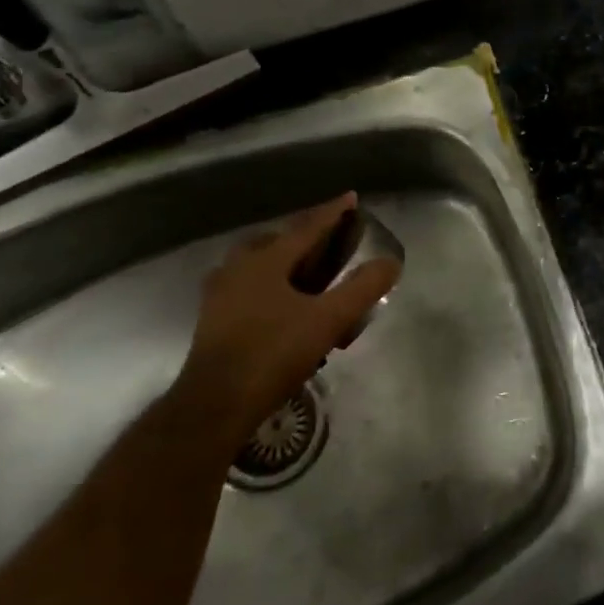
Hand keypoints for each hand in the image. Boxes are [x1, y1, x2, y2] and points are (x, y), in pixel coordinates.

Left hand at [175, 193, 401, 444]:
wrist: (214, 407)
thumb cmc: (273, 354)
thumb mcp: (328, 320)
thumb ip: (362, 288)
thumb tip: (390, 262)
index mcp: (266, 259)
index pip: (307, 226)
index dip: (332, 212)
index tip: (351, 197)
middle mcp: (239, 267)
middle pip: (277, 240)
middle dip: (304, 235)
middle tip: (329, 239)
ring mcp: (220, 293)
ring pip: (258, 263)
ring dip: (284, 260)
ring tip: (307, 271)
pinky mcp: (213, 319)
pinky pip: (248, 286)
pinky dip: (269, 283)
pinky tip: (282, 304)